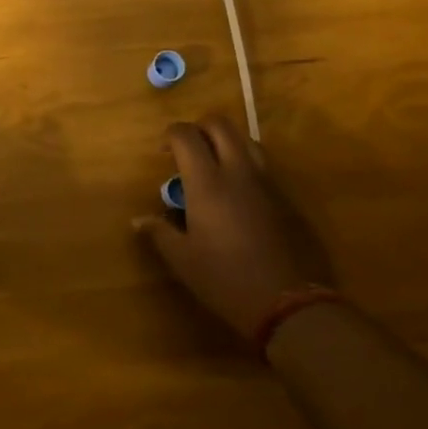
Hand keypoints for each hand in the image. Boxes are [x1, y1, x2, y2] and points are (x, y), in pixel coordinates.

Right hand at [137, 115, 332, 343]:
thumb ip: (159, 232)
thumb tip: (138, 220)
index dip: (171, 135)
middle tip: (188, 149)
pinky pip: (262, 165)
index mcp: (207, 182)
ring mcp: (265, 183)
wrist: (289, 303)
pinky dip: (245, 164)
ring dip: (226, 141)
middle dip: (199, 127)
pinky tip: (238, 192)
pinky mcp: (285, 198)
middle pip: (220, 125)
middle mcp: (237, 172)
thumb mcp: (183, 260)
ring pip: (246, 140)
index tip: (163, 152)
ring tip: (214, 164)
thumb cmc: (226, 279)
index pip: (186, 135)